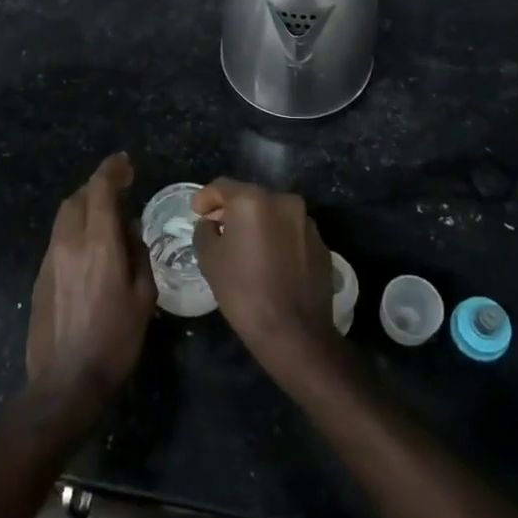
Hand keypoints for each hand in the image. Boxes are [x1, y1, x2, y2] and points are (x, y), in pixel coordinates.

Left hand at [26, 153, 155, 416]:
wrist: (64, 383)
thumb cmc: (114, 341)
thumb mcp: (143, 298)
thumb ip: (138, 256)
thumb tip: (130, 230)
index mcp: (99, 244)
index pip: (100, 190)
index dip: (112, 170)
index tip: (125, 163)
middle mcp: (70, 243)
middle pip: (78, 198)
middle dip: (97, 187)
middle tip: (119, 191)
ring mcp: (50, 259)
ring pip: (65, 217)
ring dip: (84, 207)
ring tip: (106, 220)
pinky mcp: (40, 276)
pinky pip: (59, 238)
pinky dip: (75, 230)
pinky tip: (90, 250)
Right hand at [193, 179, 336, 376]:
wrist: (295, 332)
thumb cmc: (244, 291)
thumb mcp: (210, 259)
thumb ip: (205, 231)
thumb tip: (211, 224)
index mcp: (254, 200)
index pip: (222, 186)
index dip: (205, 198)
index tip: (197, 212)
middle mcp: (284, 201)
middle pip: (250, 197)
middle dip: (232, 210)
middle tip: (218, 230)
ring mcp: (306, 221)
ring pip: (274, 214)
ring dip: (257, 224)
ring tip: (245, 247)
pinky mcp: (321, 243)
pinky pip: (291, 232)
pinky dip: (277, 239)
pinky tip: (270, 262)